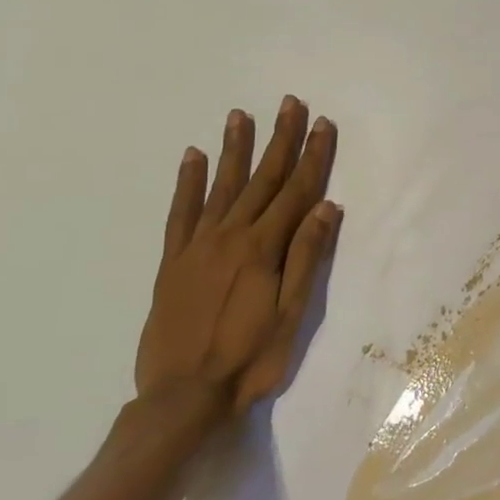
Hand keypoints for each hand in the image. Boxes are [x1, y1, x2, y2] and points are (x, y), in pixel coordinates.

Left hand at [135, 99, 341, 418]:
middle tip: (289, 103)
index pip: (296, 191)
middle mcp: (230, 236)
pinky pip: (180, 213)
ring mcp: (197, 246)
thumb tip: (327, 206)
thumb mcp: (291, 314)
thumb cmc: (249, 358)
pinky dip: (187, 183)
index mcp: (263, 248)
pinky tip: (193, 157)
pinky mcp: (172, 261)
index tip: (322, 124)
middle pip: (262, 179)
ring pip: (221, 186)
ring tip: (241, 115)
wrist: (183, 396)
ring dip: (235, 149)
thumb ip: (306, 256)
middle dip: (279, 139)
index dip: (312, 156)